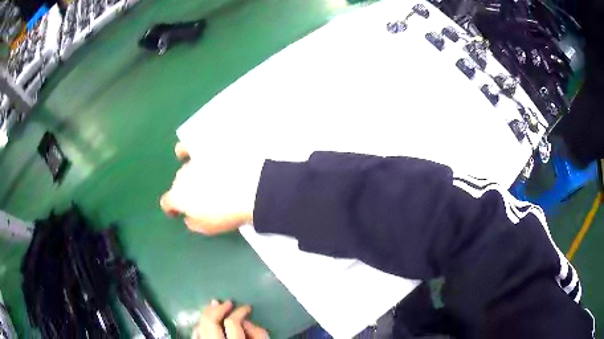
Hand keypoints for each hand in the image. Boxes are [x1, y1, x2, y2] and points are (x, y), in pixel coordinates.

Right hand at [160, 143, 263, 234]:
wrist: (251, 188)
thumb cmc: (228, 213)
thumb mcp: (208, 227)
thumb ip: (193, 223)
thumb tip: (188, 217)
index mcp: (178, 196)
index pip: (167, 202)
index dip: (171, 208)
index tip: (176, 213)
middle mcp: (181, 175)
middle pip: (179, 183)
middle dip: (186, 191)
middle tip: (202, 198)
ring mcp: (195, 159)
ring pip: (186, 166)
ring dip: (192, 173)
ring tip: (203, 176)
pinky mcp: (208, 148)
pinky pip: (190, 144)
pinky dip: (187, 149)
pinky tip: (192, 149)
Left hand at [192, 300, 268, 338]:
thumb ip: (258, 334)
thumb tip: (246, 321)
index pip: (233, 323)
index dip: (240, 312)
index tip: (247, 308)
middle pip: (210, 322)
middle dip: (218, 309)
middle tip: (227, 302)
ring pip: (200, 327)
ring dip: (206, 314)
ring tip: (215, 306)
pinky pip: (195, 336)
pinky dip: (199, 326)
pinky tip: (205, 322)